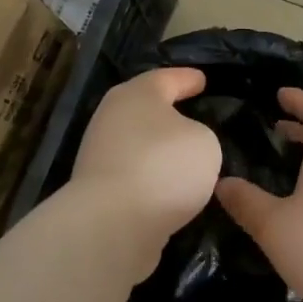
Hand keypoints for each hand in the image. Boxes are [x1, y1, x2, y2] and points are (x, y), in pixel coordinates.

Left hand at [69, 68, 222, 243]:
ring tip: (186, 157)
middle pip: (146, 108)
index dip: (188, 79)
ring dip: (160, 148)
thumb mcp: (204, 142)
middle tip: (194, 114)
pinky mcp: (98, 188)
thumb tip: (183, 145)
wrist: (111, 223)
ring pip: (138, 142)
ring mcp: (100, 153)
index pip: (167, 78)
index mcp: (137, 94)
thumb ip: (198, 135)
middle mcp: (113, 117)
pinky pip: (135, 173)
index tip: (202, 80)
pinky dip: (151, 176)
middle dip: (169, 112)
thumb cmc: (163, 167)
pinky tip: (169, 187)